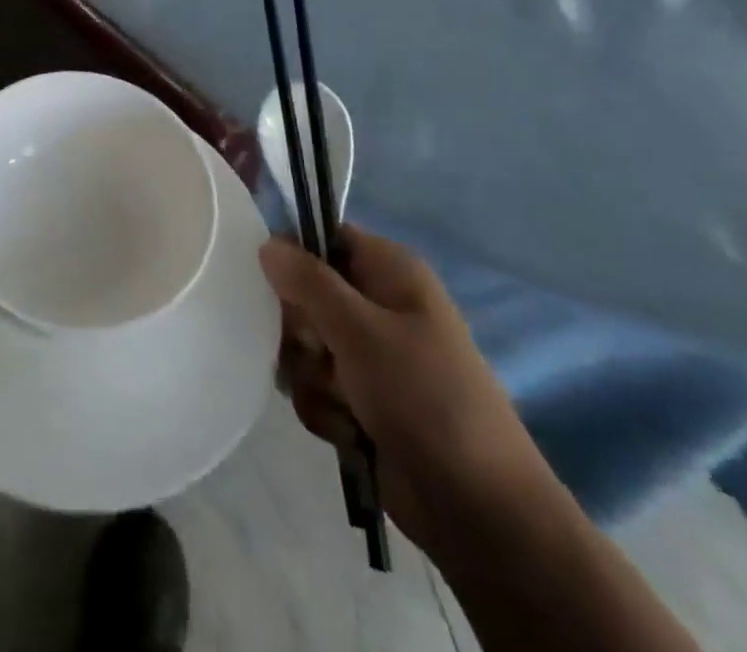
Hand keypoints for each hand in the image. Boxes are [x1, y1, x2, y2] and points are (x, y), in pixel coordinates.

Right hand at [260, 226, 561, 561]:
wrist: (479, 510)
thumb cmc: (424, 397)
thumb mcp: (360, 330)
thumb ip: (308, 282)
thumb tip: (267, 243)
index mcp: (391, 272)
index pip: (326, 238)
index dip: (294, 256)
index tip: (275, 285)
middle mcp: (380, 305)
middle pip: (307, 294)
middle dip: (300, 330)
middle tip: (315, 351)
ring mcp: (372, 356)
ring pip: (306, 345)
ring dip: (311, 375)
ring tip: (340, 401)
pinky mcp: (364, 401)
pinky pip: (317, 386)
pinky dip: (324, 408)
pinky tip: (347, 431)